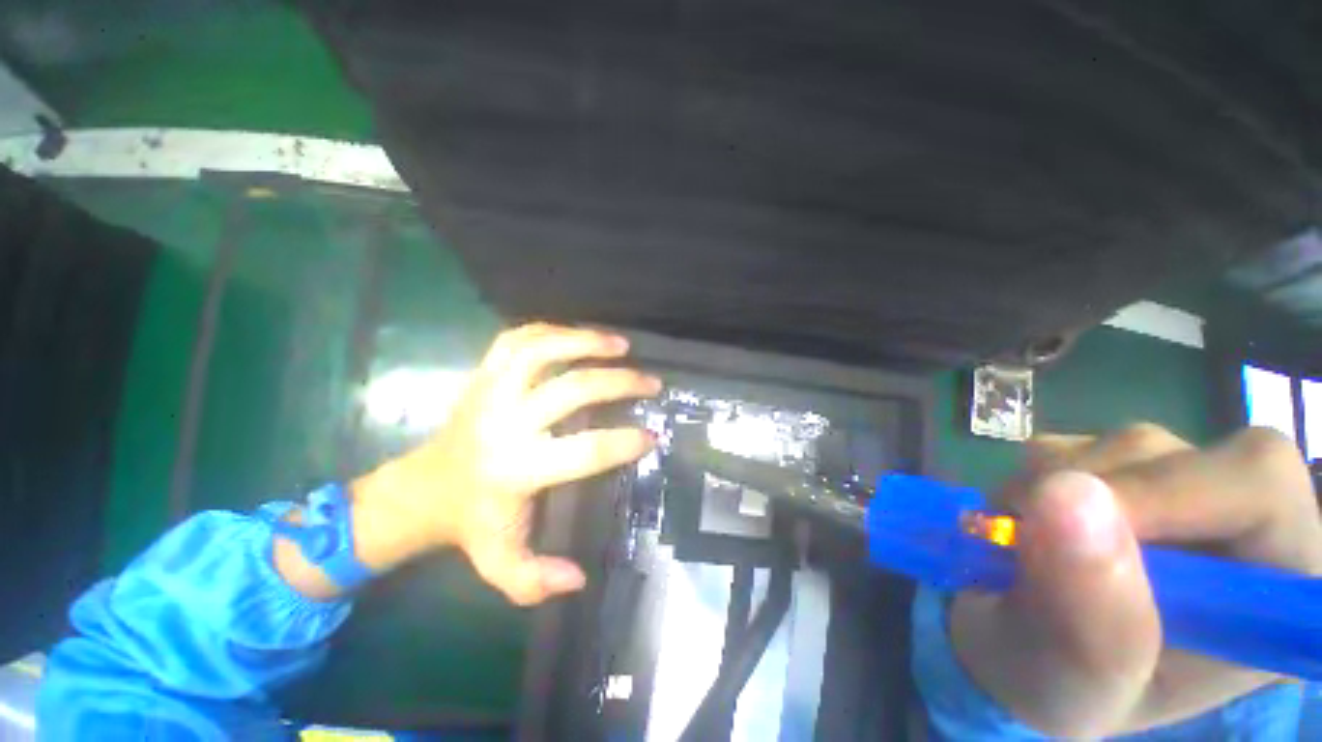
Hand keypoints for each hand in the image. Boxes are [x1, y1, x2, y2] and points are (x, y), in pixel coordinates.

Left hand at [348, 323, 660, 604]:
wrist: (423, 487)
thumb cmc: (470, 521)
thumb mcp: (498, 561)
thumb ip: (533, 580)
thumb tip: (578, 579)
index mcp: (516, 468)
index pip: (582, 452)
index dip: (622, 442)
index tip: (651, 436)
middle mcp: (505, 422)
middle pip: (571, 390)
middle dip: (618, 383)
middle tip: (650, 382)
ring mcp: (491, 391)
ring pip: (540, 351)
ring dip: (584, 342)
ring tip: (620, 344)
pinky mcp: (481, 375)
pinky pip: (515, 339)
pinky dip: (550, 329)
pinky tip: (577, 334)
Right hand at [951, 424, 1321, 737]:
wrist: (1011, 652)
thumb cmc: (1057, 688)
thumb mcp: (1072, 682)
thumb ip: (1091, 613)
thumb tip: (1065, 495)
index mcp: (1265, 597)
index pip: (1264, 492)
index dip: (1178, 491)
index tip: (1085, 521)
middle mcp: (1240, 531)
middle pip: (1192, 457)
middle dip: (1101, 491)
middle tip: (1038, 534)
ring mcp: (1177, 491)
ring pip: (1123, 446)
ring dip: (1050, 488)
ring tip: (1024, 545)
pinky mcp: (1117, 470)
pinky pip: (1068, 446)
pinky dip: (1029, 478)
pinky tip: (1025, 521)